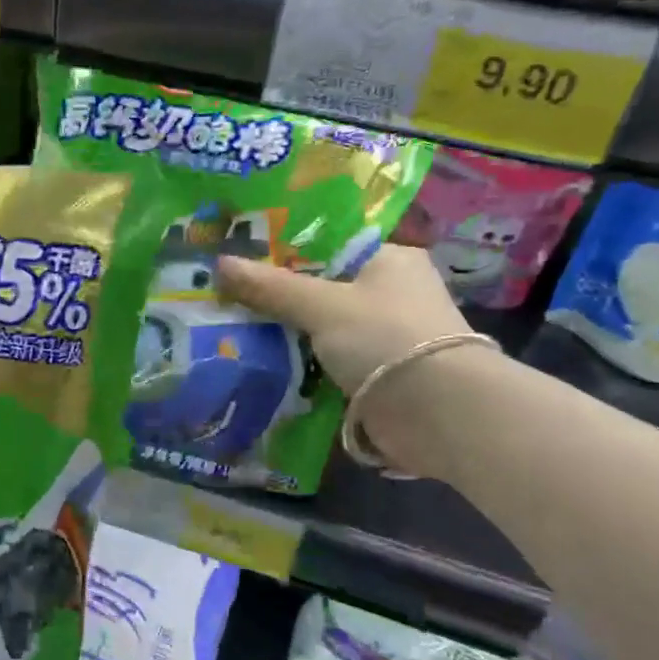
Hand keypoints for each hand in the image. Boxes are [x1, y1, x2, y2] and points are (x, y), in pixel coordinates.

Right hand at [215, 245, 469, 395]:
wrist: (439, 413)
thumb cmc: (385, 337)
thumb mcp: (322, 305)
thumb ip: (271, 287)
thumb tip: (219, 264)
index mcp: (389, 260)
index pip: (328, 246)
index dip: (283, 252)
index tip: (240, 259)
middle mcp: (391, 294)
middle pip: (322, 289)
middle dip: (278, 299)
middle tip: (227, 297)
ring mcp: (386, 338)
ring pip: (323, 330)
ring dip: (287, 336)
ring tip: (233, 331)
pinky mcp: (379, 376)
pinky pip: (329, 364)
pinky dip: (302, 367)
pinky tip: (263, 366)